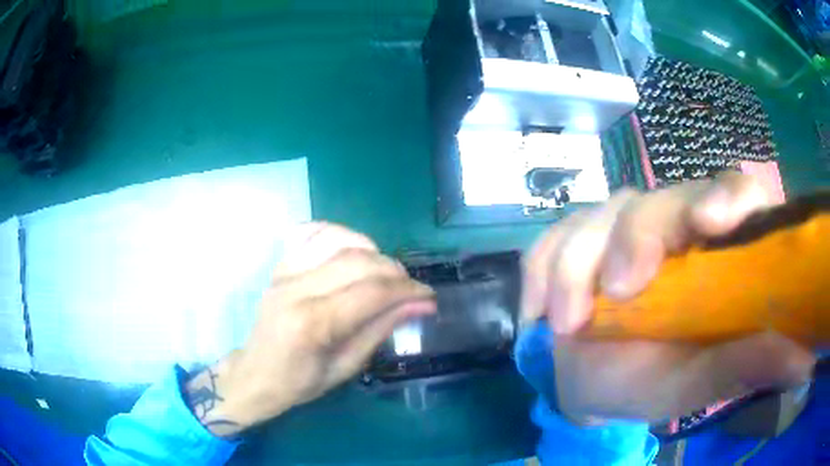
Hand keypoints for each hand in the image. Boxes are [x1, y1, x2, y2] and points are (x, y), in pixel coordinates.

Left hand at [185, 223, 435, 436]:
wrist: (256, 373)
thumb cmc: (300, 382)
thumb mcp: (346, 367)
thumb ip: (381, 330)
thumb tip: (421, 305)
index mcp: (312, 323)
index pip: (370, 293)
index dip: (407, 291)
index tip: (428, 297)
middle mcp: (295, 288)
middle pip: (358, 261)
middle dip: (394, 271)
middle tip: (410, 289)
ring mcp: (284, 271)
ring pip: (338, 239)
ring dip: (371, 250)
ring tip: (384, 271)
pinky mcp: (280, 264)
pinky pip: (311, 232)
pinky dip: (339, 233)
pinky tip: (352, 249)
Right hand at [523, 174, 815, 422]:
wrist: (590, 387)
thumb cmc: (652, 383)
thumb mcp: (700, 381)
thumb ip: (748, 364)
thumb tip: (805, 360)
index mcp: (713, 250)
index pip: (732, 194)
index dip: (725, 198)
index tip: (710, 224)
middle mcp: (671, 223)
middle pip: (658, 200)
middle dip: (634, 239)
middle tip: (614, 294)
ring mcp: (619, 226)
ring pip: (598, 214)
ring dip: (575, 267)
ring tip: (563, 326)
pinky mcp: (573, 238)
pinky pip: (550, 237)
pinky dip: (541, 269)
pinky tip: (538, 310)